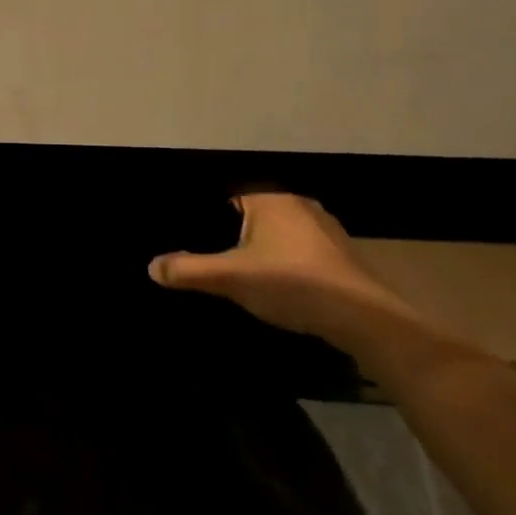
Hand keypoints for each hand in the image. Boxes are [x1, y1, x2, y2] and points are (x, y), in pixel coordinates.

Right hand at [149, 192, 420, 347]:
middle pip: (254, 214)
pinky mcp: (343, 255)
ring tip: (246, 276)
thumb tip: (151, 267)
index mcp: (270, 197)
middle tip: (217, 260)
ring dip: (265, 251)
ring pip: (280, 234)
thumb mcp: (231, 278)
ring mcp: (326, 229)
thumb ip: (188, 270)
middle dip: (236, 235)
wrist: (364, 320)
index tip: (194, 237)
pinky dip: (288, 264)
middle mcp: (299, 203)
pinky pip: (302, 251)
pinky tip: (282, 288)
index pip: (229, 195)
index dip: (210, 217)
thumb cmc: (292, 285)